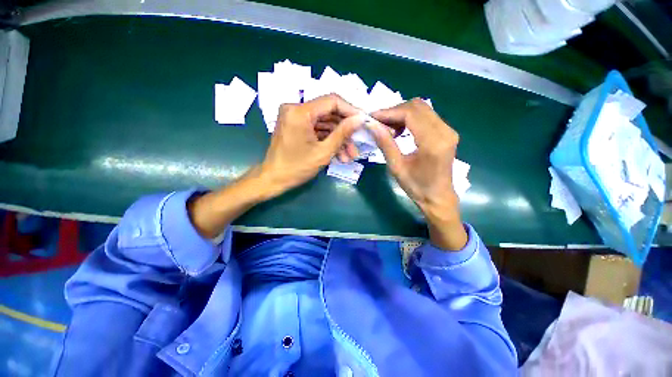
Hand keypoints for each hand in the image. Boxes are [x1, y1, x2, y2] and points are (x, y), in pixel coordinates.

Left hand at [259, 94, 362, 196]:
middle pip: (329, 113)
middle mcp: (295, 109)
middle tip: (357, 145)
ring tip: (349, 156)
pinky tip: (339, 155)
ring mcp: (295, 117)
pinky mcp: (296, 126)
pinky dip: (328, 140)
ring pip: (324, 123)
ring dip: (338, 139)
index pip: (332, 101)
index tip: (364, 122)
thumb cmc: (297, 168)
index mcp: (300, 111)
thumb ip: (343, 133)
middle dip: (345, 131)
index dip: (351, 110)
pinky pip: (316, 129)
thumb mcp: (324, 152)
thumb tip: (360, 119)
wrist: (273, 179)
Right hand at [369, 99, 467, 249]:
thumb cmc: (416, 187)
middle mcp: (445, 131)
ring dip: (402, 113)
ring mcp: (448, 130)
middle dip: (394, 111)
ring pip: (422, 108)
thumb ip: (385, 143)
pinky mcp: (447, 132)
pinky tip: (400, 130)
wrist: (438, 197)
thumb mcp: (396, 167)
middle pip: (417, 106)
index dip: (389, 112)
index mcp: (433, 142)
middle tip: (379, 123)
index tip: (372, 117)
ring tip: (388, 127)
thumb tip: (372, 125)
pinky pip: (427, 116)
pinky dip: (410, 118)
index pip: (410, 113)